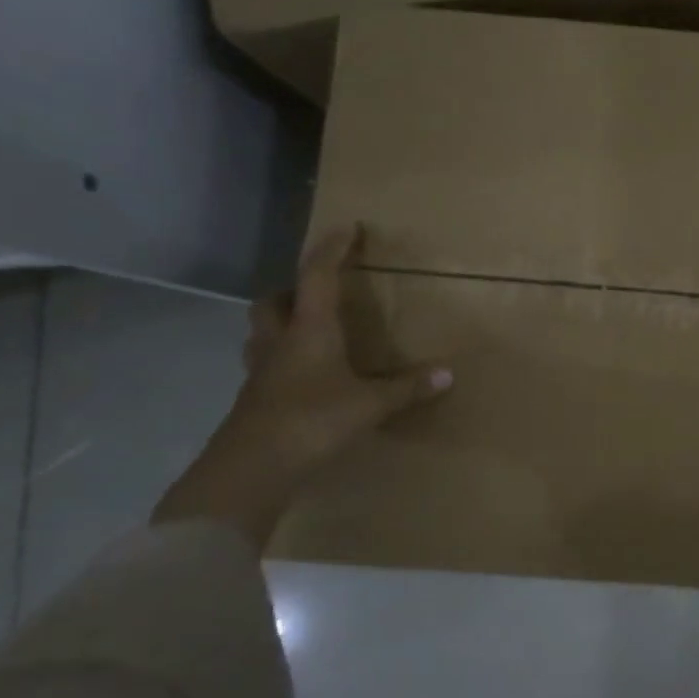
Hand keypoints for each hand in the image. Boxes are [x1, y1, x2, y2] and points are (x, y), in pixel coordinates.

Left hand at [224, 225, 452, 475]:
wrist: (250, 469)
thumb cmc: (312, 421)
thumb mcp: (370, 404)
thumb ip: (407, 388)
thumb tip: (448, 374)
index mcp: (309, 330)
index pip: (317, 276)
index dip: (332, 250)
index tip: (346, 228)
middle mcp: (280, 342)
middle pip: (272, 302)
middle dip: (291, 290)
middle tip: (315, 293)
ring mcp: (260, 373)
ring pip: (261, 334)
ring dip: (279, 325)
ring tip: (306, 332)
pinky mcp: (253, 401)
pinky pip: (265, 367)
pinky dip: (281, 362)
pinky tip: (303, 378)